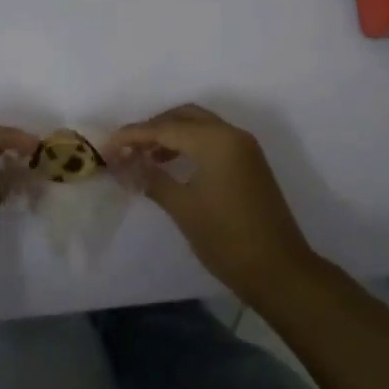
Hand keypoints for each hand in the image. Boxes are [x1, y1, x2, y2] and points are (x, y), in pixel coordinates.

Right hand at [110, 104, 317, 301]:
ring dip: (171, 135)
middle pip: (184, 116)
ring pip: (199, 125)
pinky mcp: (249, 162)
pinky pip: (212, 139)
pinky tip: (172, 165)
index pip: (165, 128)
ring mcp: (244, 147)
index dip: (133, 135)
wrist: (280, 271)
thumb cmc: (227, 239)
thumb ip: (152, 179)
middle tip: (127, 148)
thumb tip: (127, 164)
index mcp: (215, 141)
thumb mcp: (183, 208)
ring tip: (145, 158)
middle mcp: (231, 134)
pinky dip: (190, 144)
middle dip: (153, 128)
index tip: (107, 146)